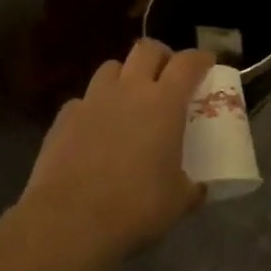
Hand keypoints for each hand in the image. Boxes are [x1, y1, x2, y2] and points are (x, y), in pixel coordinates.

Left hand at [18, 39, 213, 261]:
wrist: (68, 221)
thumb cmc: (135, 206)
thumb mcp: (178, 201)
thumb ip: (192, 188)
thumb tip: (198, 190)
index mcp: (164, 102)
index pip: (188, 63)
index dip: (200, 58)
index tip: (207, 64)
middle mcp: (129, 90)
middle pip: (147, 49)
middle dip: (161, 56)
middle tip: (167, 76)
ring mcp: (92, 100)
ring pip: (111, 67)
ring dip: (125, 76)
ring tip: (130, 99)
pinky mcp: (63, 118)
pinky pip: (83, 99)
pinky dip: (94, 107)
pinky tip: (95, 130)